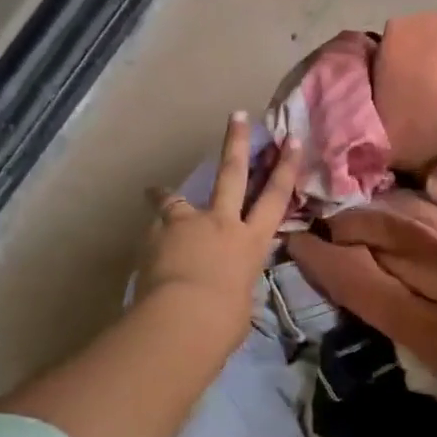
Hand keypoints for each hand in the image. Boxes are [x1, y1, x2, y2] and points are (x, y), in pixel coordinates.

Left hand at [137, 113, 300, 356]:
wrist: (183, 318)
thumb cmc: (224, 320)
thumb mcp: (242, 305)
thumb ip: (237, 288)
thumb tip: (228, 289)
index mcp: (252, 243)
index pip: (275, 199)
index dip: (286, 168)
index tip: (293, 140)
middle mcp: (223, 223)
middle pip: (232, 175)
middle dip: (237, 143)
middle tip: (238, 115)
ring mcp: (189, 224)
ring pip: (180, 198)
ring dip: (168, 193)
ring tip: (155, 190)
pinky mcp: (158, 234)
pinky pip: (154, 228)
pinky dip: (149, 235)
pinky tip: (143, 244)